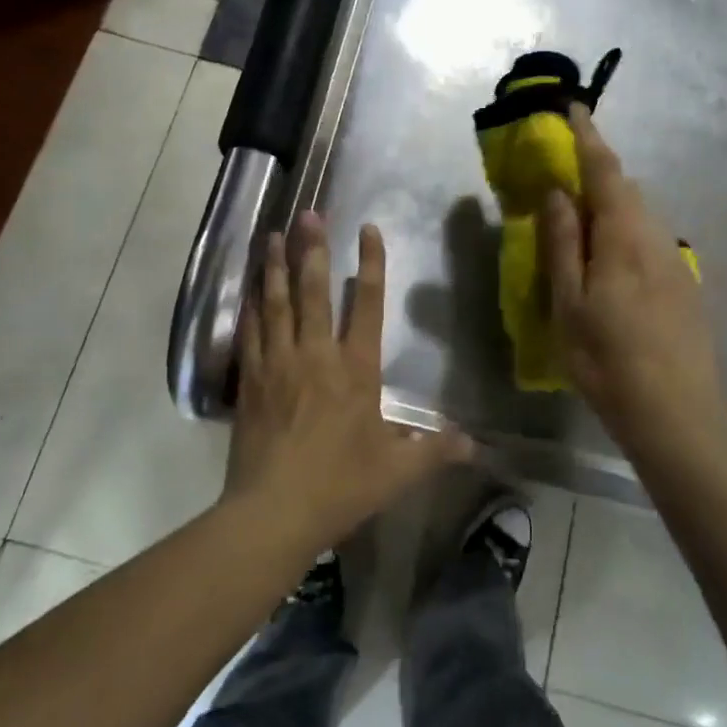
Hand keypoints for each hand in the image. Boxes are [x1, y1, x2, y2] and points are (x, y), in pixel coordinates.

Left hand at [224, 211, 474, 551]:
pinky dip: (250, 307)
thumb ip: (435, 451)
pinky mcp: (250, 380)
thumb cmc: (340, 486)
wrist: (273, 512)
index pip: (366, 305)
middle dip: (311, 249)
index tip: (367, 230)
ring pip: (277, 303)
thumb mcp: (397, 472)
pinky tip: (249, 289)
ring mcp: (278, 364)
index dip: (369, 264)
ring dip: (275, 267)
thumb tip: (476, 445)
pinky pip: (250, 333)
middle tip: (308, 214)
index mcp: (355, 369)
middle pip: (313, 291)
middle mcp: (316, 355)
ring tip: (271, 235)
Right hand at [542, 106, 726, 460]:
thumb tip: (557, 192)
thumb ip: (563, 243)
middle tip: (563, 174)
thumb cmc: (608, 360)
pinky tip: (609, 262)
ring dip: (610, 203)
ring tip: (580, 222)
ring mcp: (675, 261)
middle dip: (596, 171)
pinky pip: (649, 238)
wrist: (679, 415)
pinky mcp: (684, 284)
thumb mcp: (569, 303)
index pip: (605, 171)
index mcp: (624, 237)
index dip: (588, 136)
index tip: (574, 107)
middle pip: (625, 189)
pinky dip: (624, 230)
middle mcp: (656, 237)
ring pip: (639, 214)